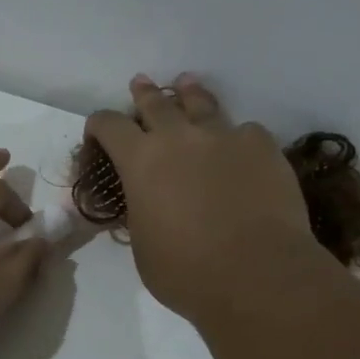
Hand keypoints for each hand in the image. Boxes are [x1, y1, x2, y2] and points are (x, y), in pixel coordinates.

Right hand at [85, 75, 325, 325]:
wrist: (257, 274)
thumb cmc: (186, 272)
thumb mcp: (143, 247)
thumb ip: (140, 214)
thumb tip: (145, 205)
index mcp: (140, 161)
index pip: (109, 125)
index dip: (99, 125)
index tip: (98, 134)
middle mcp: (178, 137)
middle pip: (155, 103)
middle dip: (144, 94)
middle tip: (140, 84)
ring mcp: (224, 136)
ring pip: (201, 103)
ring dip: (189, 95)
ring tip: (186, 85)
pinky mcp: (262, 146)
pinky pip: (245, 131)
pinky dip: (236, 136)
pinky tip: (239, 147)